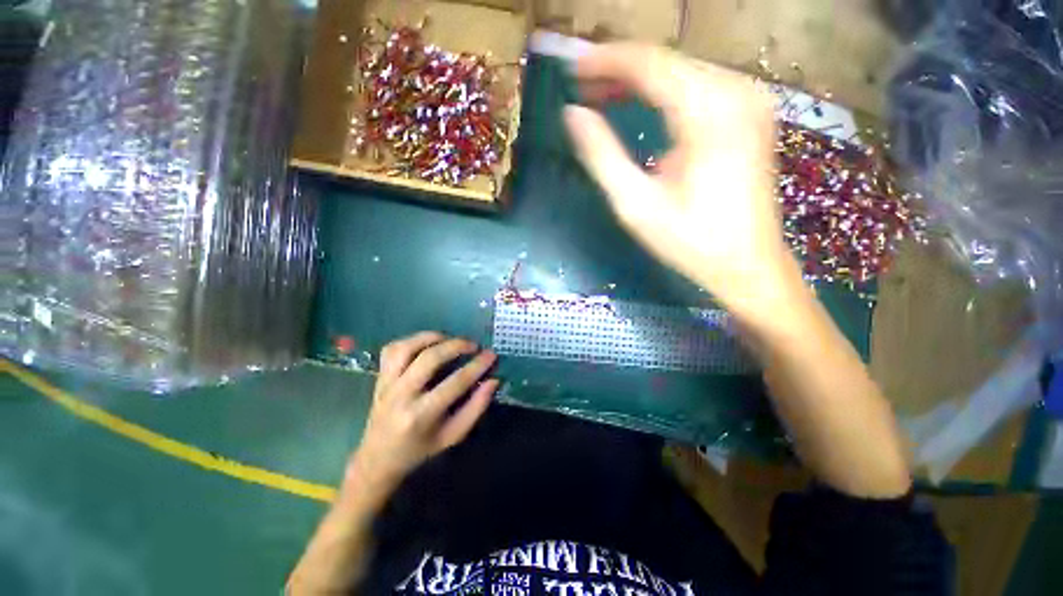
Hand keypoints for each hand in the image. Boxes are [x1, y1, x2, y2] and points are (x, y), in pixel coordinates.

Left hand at [345, 332, 497, 500]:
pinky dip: (411, 341)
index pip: (455, 382)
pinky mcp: (379, 377)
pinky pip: (392, 349)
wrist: (378, 459)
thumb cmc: (420, 449)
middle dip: (456, 346)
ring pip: (406, 348)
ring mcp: (386, 384)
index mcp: (421, 415)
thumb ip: (475, 408)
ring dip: (432, 338)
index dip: (477, 366)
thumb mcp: (453, 435)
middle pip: (429, 358)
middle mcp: (401, 395)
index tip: (491, 355)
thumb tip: (493, 381)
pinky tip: (427, 343)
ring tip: (449, 339)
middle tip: (473, 345)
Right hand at [564, 44, 804, 319]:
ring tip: (602, 94)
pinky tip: (641, 103)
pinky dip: (664, 91)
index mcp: (709, 114)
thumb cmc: (690, 241)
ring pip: (682, 71)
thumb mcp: (636, 205)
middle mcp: (736, 93)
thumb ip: (602, 156)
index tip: (572, 67)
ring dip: (640, 79)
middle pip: (668, 61)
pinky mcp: (749, 114)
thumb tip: (573, 115)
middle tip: (582, 84)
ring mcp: (749, 100)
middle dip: (620, 69)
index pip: (650, 65)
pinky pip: (698, 87)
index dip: (606, 61)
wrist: (747, 264)